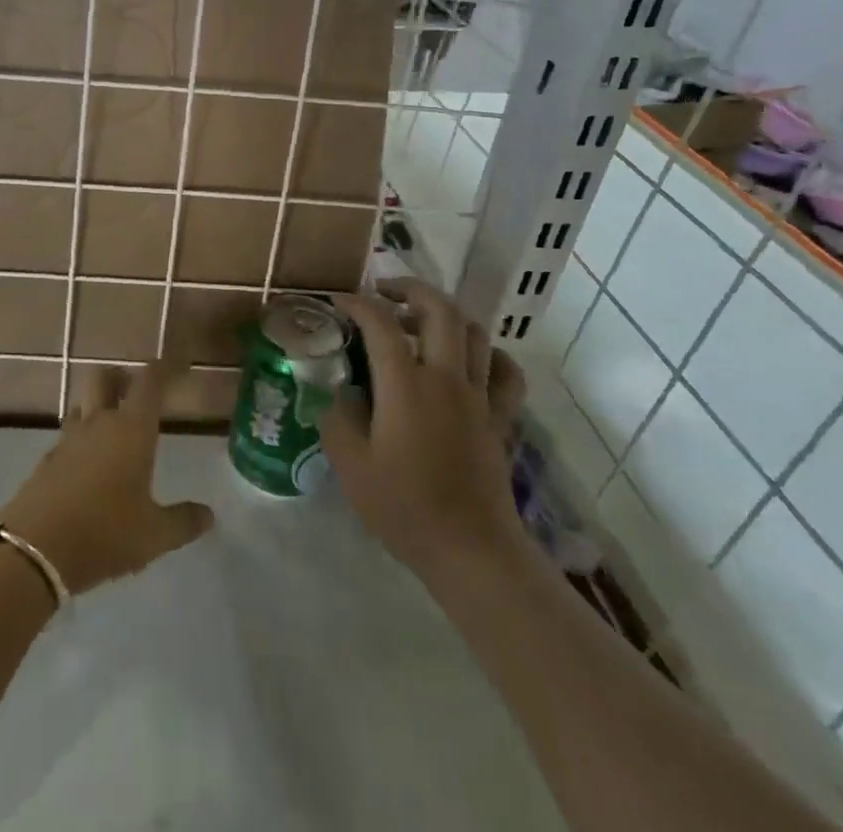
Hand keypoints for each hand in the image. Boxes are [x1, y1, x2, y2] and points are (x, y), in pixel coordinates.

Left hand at [0, 363, 213, 595]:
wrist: (34, 551)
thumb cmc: (104, 534)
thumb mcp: (154, 535)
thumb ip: (183, 521)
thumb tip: (208, 515)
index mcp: (131, 430)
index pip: (151, 382)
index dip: (166, 367)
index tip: (180, 362)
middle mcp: (98, 423)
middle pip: (105, 378)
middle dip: (122, 376)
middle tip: (136, 391)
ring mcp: (68, 439)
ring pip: (83, 404)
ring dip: (98, 405)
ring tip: (113, 427)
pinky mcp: (47, 460)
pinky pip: (68, 435)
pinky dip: (82, 437)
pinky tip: (89, 464)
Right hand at [321, 279, 527, 593]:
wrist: (472, 552)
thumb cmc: (404, 507)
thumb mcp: (350, 463)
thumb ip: (337, 416)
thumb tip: (338, 390)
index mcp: (406, 385)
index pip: (380, 323)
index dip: (356, 303)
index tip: (337, 302)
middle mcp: (447, 378)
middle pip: (439, 309)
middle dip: (409, 289)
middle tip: (383, 293)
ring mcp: (481, 397)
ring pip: (474, 331)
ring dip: (445, 315)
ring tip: (419, 322)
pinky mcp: (502, 419)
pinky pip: (505, 371)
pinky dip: (488, 353)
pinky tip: (470, 360)